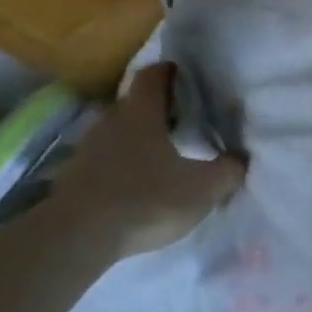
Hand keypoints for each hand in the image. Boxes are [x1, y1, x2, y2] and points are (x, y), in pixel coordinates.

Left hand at [49, 63, 245, 257]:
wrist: (77, 239)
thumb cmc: (147, 199)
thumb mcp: (204, 188)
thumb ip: (227, 170)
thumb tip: (240, 160)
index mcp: (141, 115)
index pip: (152, 78)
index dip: (168, 72)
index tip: (181, 72)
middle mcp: (109, 124)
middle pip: (132, 105)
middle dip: (154, 108)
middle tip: (179, 118)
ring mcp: (85, 152)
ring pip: (115, 134)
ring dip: (134, 139)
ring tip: (159, 154)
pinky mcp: (71, 181)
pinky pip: (101, 162)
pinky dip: (118, 166)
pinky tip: (135, 184)